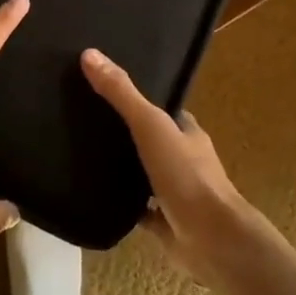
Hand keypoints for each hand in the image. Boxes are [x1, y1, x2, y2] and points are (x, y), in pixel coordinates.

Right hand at [81, 48, 258, 280]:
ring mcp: (176, 194)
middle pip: (152, 141)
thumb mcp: (150, 125)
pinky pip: (140, 211)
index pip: (162, 109)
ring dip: (124, 169)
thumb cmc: (186, 175)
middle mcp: (184, 160)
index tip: (105, 89)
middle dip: (126, 134)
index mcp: (187, 133)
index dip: (138, 100)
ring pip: (146, 176)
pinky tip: (96, 198)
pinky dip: (123, 206)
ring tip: (83, 156)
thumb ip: (121, 93)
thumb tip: (89, 54)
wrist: (212, 240)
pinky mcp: (166, 225)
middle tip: (86, 122)